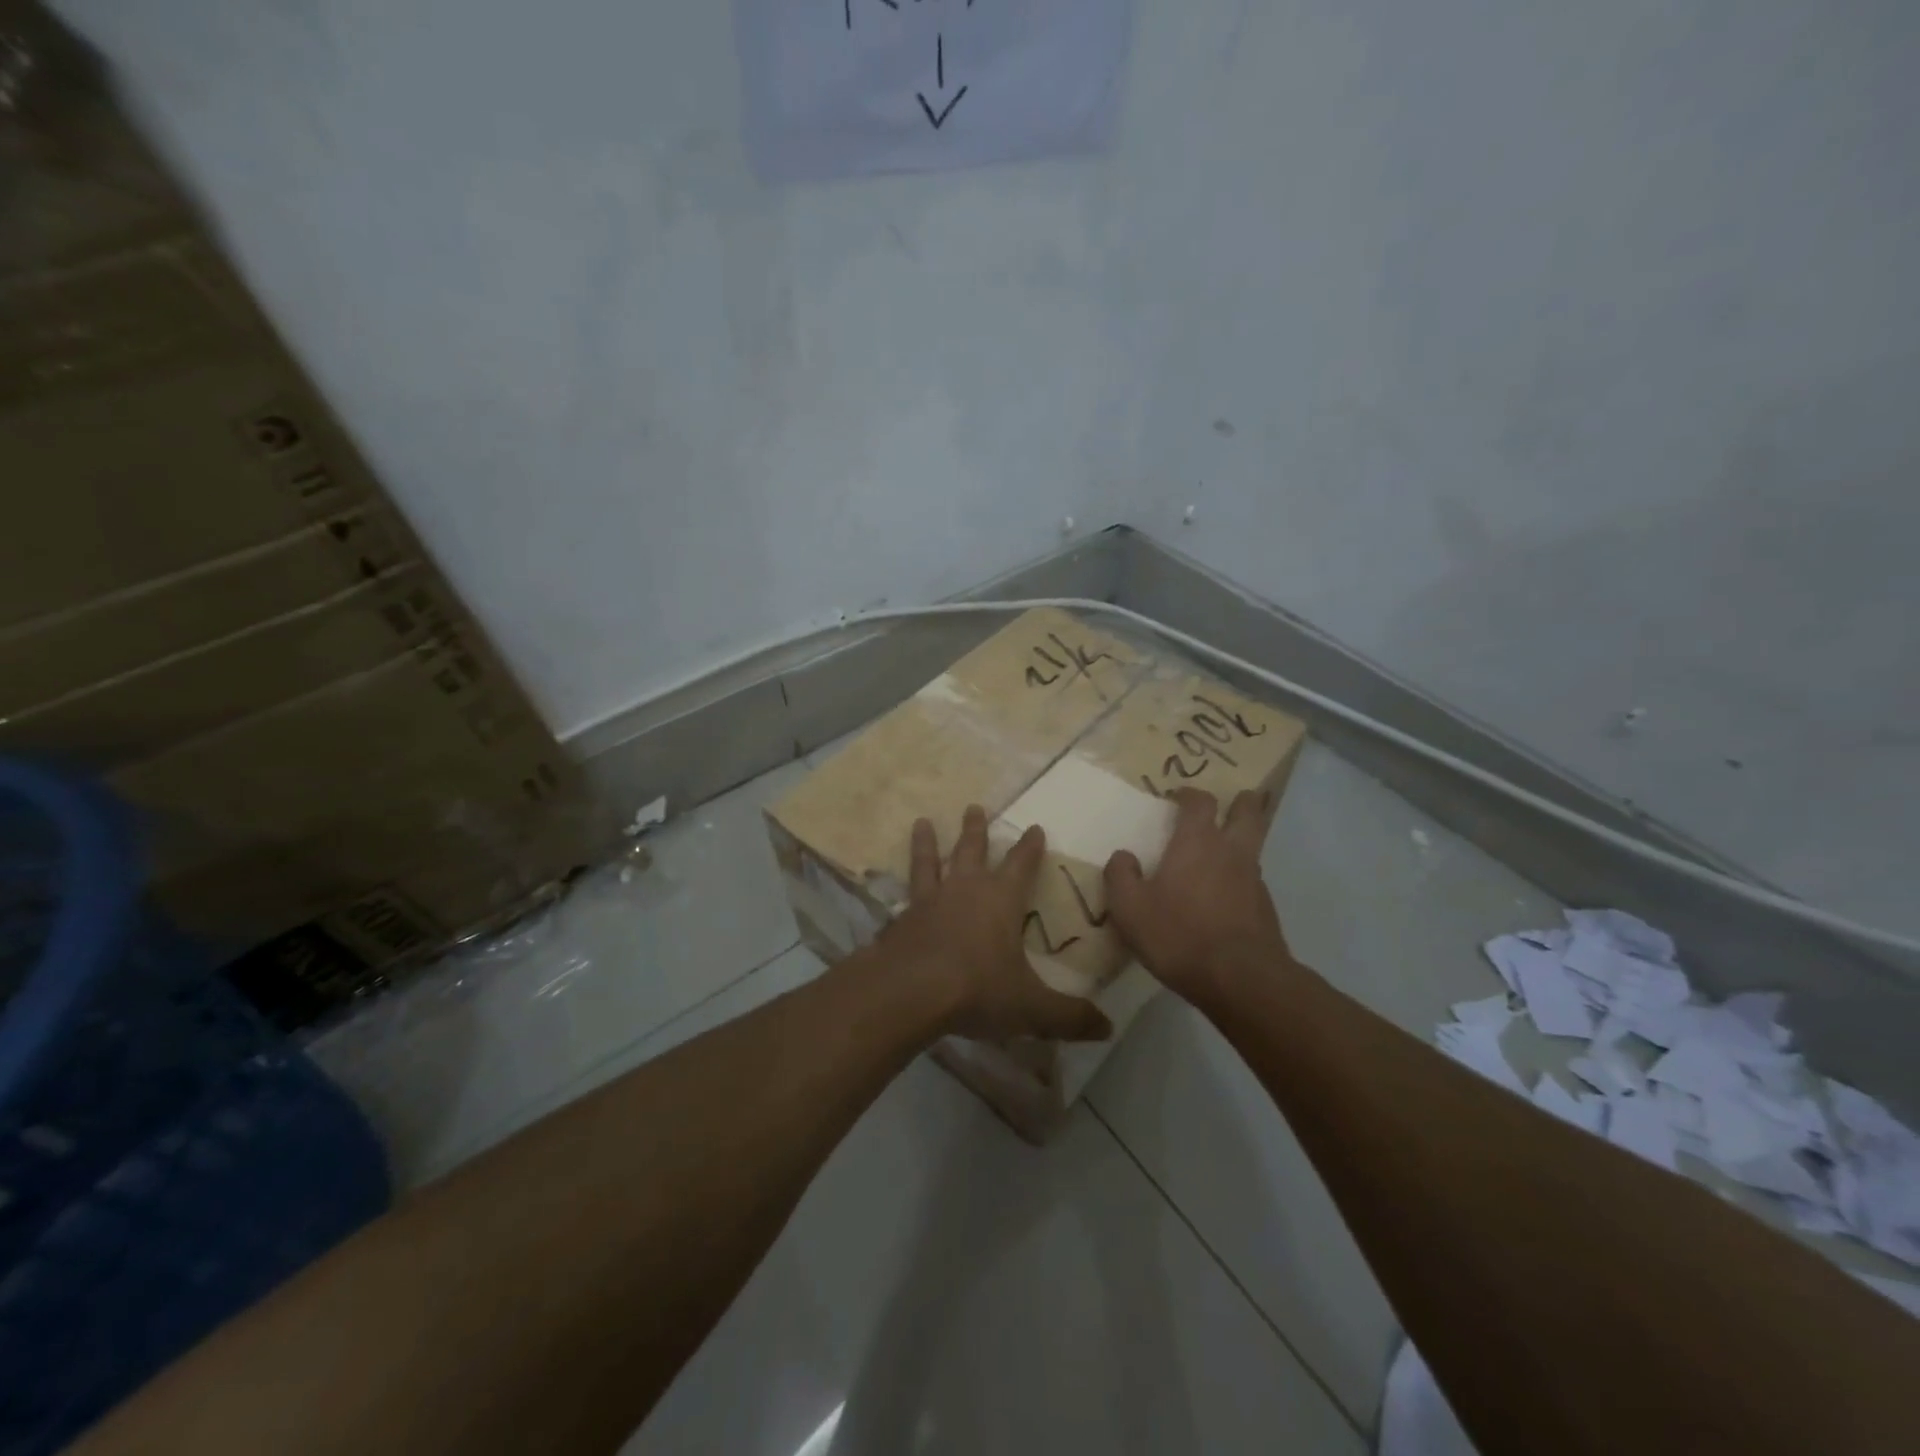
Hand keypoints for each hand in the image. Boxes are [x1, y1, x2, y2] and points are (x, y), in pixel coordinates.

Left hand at [879, 805, 1111, 1043]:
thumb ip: (1069, 1017)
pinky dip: (901, 886)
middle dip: (976, 829)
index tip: (1035, 827)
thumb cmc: (977, 989)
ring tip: (922, 821)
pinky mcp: (900, 919)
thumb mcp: (1031, 1008)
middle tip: (974, 807)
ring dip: (928, 842)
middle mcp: (964, 890)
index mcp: (1001, 900)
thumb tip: (1108, 1028)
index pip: (1021, 864)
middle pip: (972, 850)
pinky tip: (892, 887)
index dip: (1030, 847)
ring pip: (930, 861)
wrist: (908, 992)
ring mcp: (928, 901)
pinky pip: (904, 895)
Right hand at [1103, 788, 1292, 1009]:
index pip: (1200, 801)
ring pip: (1254, 846)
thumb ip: (1121, 876)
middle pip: (1248, 812)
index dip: (1190, 794)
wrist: (1242, 979)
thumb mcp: (1131, 908)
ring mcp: (1254, 880)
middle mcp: (1231, 852)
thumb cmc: (1179, 934)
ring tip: (1224, 851)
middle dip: (1241, 802)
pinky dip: (1242, 879)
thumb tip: (1122, 856)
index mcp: (1197, 842)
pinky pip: (1254, 881)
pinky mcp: (1266, 909)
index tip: (1178, 797)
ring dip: (1243, 840)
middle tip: (1232, 801)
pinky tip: (1226, 898)